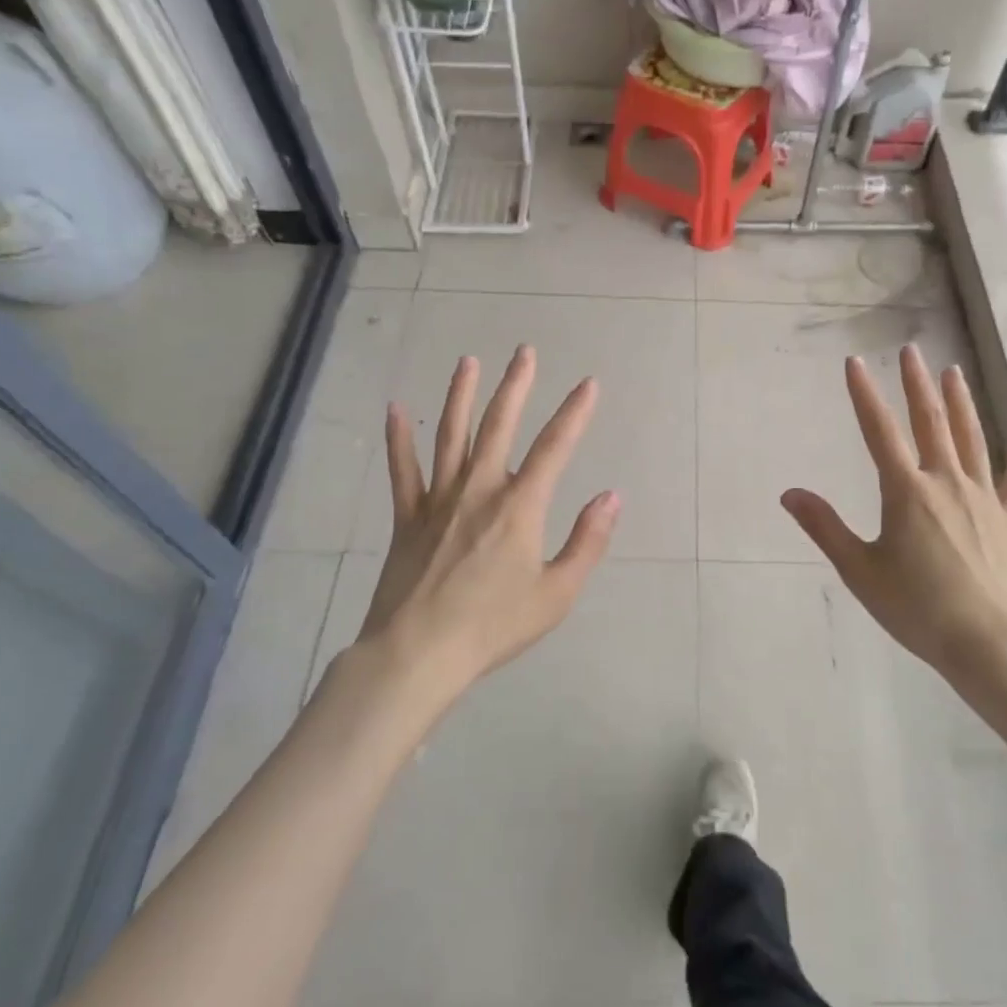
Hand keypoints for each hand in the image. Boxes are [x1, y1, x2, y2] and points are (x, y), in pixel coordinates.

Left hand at [347, 346, 619, 705]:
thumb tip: (611, 497)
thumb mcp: (556, 593)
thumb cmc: (494, 626)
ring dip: (461, 396)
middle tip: (524, 352)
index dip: (574, 413)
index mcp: (520, 507)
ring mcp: (439, 500)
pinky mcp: (408, 518)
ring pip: (451, 436)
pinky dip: (399, 439)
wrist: (418, 654)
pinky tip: (396, 409)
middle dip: (516, 387)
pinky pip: (403, 471)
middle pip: (499, 426)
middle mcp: (479, 490)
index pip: (555, 448)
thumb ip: (587, 542)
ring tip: (468, 362)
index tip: (588, 383)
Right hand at [781, 345, 1006, 692]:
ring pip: (971, 438)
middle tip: (910, 351)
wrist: (989, 643)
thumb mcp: (860, 570)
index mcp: (906, 491)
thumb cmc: (917, 608)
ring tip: (953, 372)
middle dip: (916, 384)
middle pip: (930, 422)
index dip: (864, 394)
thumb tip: (789, 494)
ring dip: (960, 402)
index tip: (854, 363)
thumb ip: (825, 527)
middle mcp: (946, 482)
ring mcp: (983, 497)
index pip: (879, 431)